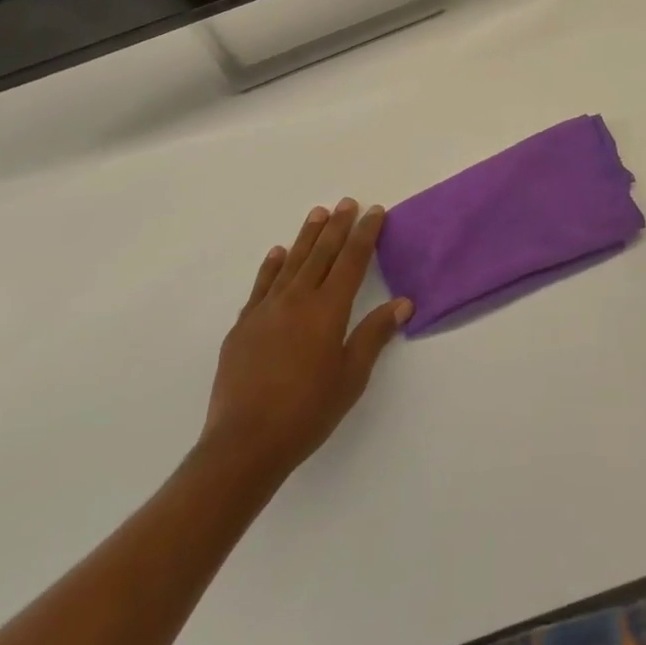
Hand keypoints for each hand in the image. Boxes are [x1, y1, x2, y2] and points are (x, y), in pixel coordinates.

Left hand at [202, 200, 412, 484]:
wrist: (244, 443)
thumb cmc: (307, 413)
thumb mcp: (350, 378)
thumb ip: (374, 335)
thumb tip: (402, 303)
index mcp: (328, 311)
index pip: (352, 262)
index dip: (365, 235)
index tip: (374, 212)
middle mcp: (297, 299)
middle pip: (322, 253)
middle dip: (338, 226)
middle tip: (348, 202)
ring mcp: (266, 310)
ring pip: (291, 262)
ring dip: (307, 236)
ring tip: (318, 213)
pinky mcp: (243, 325)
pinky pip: (261, 285)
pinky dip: (271, 266)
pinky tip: (277, 253)